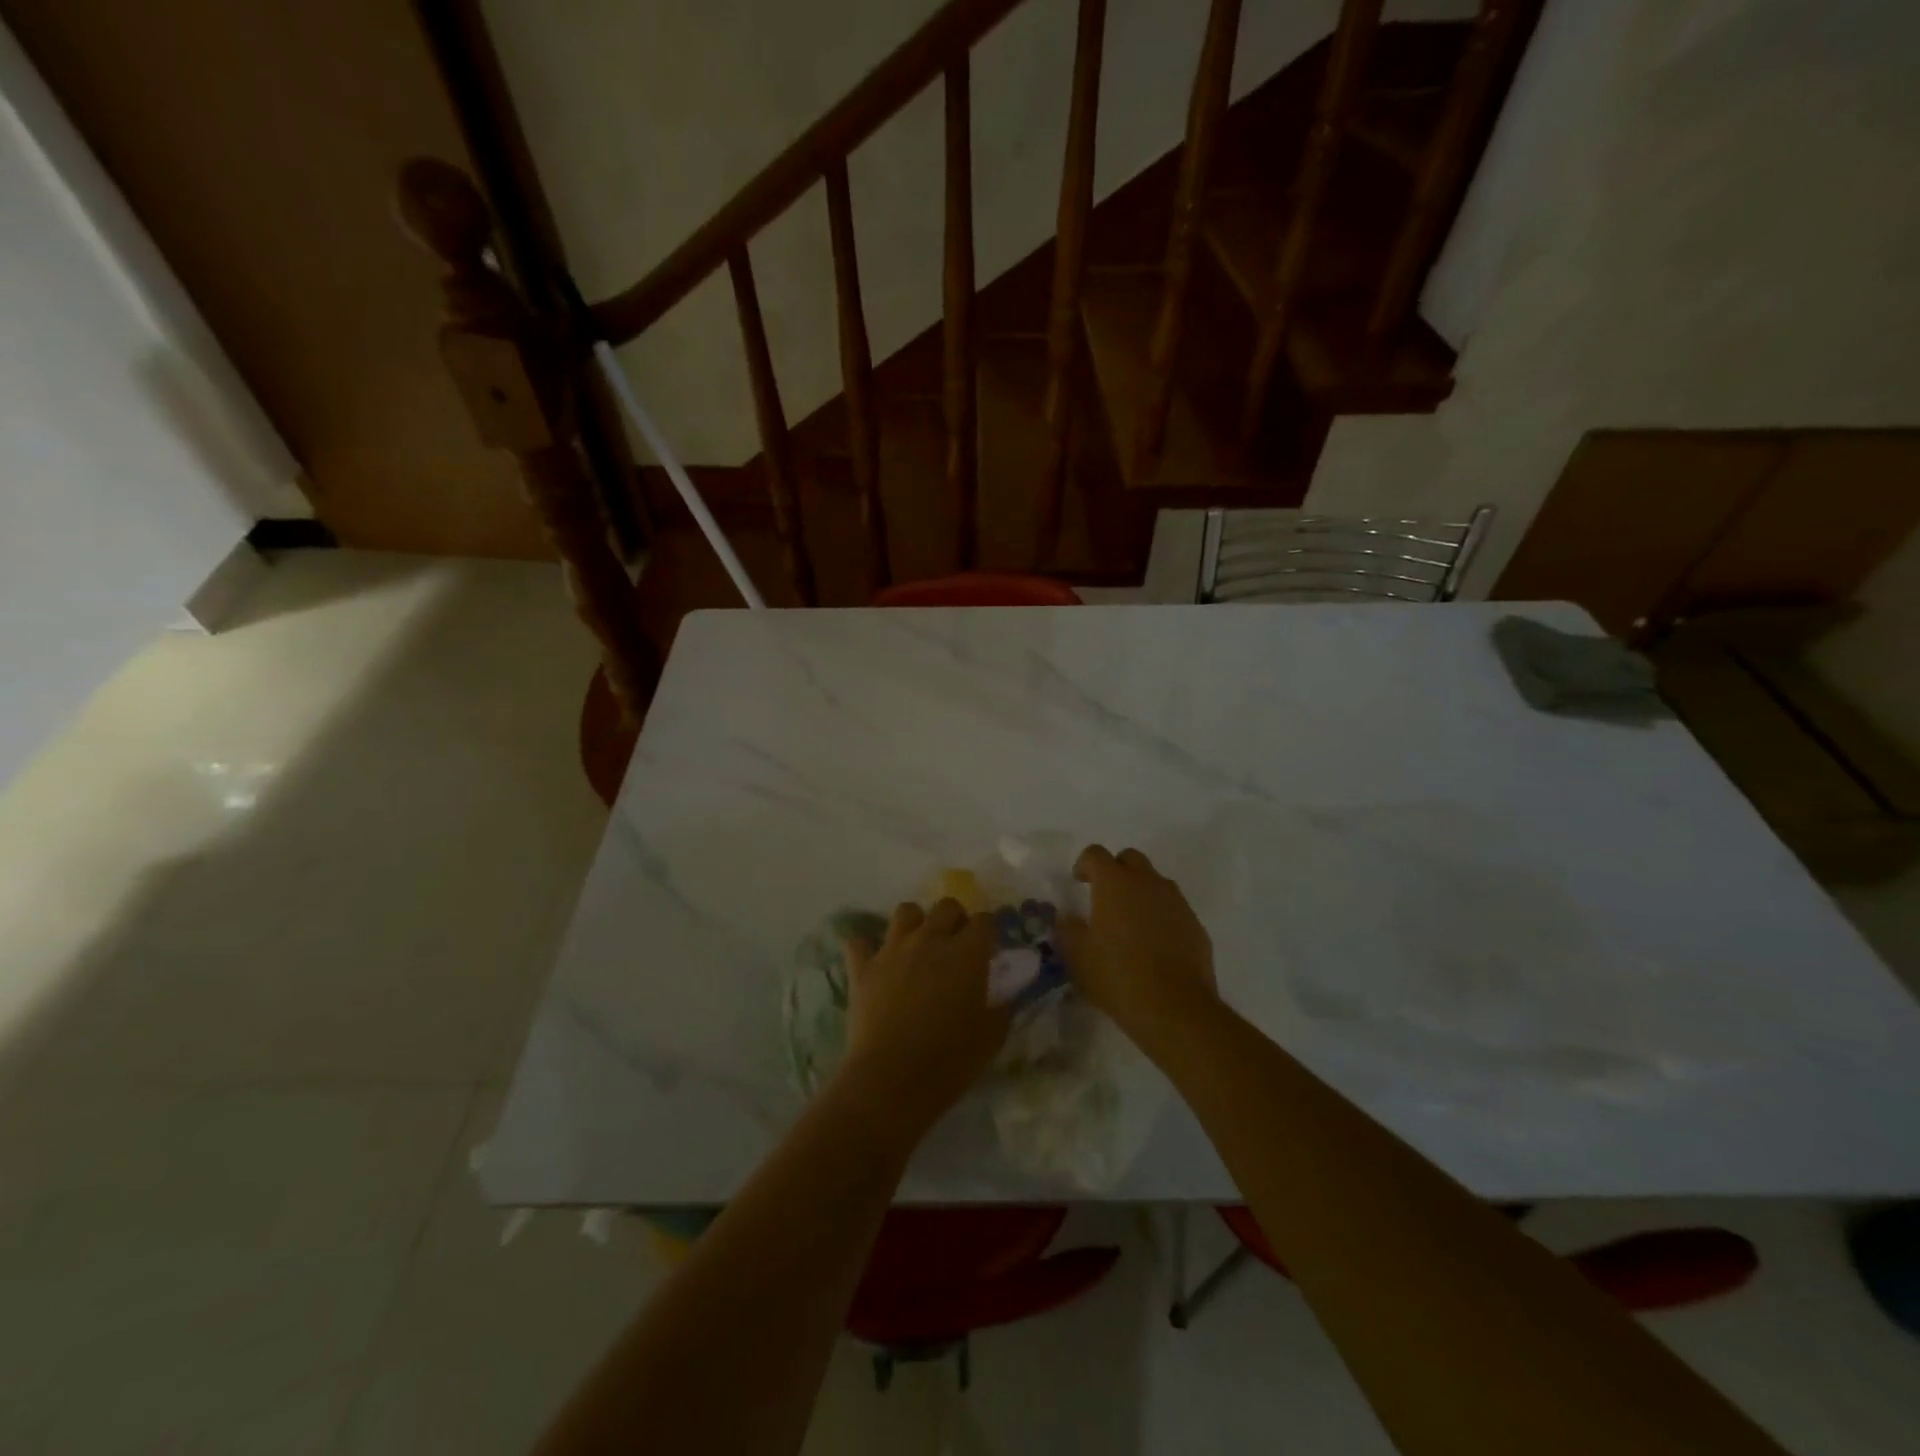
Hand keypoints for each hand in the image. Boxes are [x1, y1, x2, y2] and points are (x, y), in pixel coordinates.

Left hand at [836, 899, 1009, 1145]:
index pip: (985, 920)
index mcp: (967, 954)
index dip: (989, 931)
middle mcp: (930, 940)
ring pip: (906, 911)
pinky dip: (866, 948)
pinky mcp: (863, 967)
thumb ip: (1002, 1008)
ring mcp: (893, 949)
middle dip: (956, 920)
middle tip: (956, 946)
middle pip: (947, 906)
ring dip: (915, 924)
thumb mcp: (991, 1038)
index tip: (989, 950)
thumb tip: (1006, 995)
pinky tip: (874, 962)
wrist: (891, 1080)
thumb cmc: (949, 1062)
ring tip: (918, 947)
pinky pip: (859, 942)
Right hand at [1056, 845, 1217, 1043]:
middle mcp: (1147, 882)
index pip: (1095, 854)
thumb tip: (1066, 917)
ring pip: (1155, 882)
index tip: (1078, 882)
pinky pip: (1173, 908)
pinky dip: (1161, 915)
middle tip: (1105, 897)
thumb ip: (1067, 929)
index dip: (1084, 864)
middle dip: (1115, 870)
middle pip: (1130, 859)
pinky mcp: (1195, 924)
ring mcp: (1176, 902)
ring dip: (1140, 892)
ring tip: (1130, 922)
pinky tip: (1154, 944)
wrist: (1175, 1008)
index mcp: (1114, 883)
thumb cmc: (1118, 976)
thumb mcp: (1077, 956)